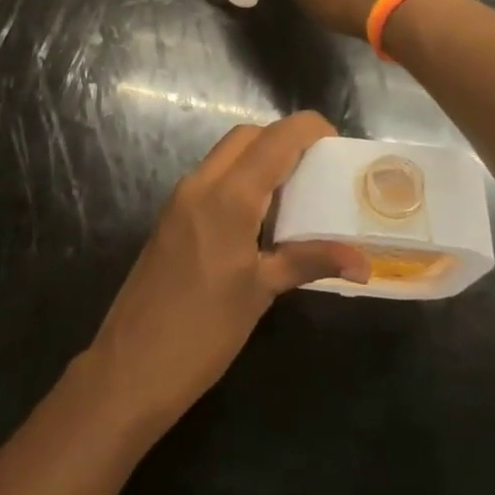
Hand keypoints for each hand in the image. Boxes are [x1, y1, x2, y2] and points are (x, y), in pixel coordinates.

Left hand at [84, 113, 369, 430]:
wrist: (131, 365)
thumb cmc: (203, 330)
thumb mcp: (261, 291)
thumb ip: (310, 261)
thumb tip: (363, 261)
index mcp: (228, 196)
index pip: (274, 139)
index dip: (308, 129)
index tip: (337, 142)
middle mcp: (201, 184)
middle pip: (247, 137)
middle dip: (284, 140)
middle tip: (318, 168)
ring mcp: (181, 199)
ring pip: (226, 155)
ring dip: (260, 159)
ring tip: (298, 191)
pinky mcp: (171, 217)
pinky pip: (212, 178)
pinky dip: (240, 179)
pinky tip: (262, 217)